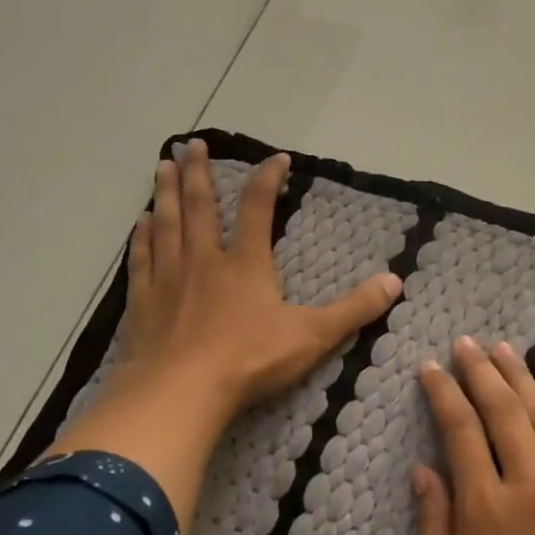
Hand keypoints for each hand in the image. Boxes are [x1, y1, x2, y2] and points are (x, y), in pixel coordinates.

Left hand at [118, 138, 400, 419]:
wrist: (182, 391)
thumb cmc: (250, 361)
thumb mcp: (313, 336)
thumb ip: (354, 309)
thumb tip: (395, 281)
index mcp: (246, 264)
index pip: (258, 208)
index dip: (269, 179)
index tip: (278, 158)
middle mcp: (204, 260)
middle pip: (200, 206)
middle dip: (198, 172)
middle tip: (192, 144)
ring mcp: (168, 278)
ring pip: (166, 224)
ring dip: (166, 193)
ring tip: (161, 165)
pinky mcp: (142, 302)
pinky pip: (140, 259)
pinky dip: (140, 237)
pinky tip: (139, 223)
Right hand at [413, 336, 534, 534]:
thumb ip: (434, 529)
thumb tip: (423, 471)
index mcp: (487, 510)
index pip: (460, 431)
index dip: (443, 393)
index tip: (430, 367)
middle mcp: (533, 488)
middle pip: (504, 413)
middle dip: (482, 372)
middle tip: (466, 343)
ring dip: (525, 380)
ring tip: (506, 349)